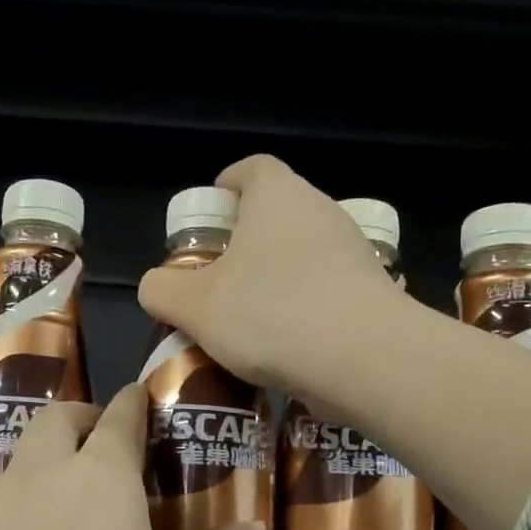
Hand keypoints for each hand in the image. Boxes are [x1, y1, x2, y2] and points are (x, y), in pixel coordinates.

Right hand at [136, 155, 403, 406]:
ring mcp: (353, 251)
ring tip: (247, 322)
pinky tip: (285, 348)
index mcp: (277, 196)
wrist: (365, 360)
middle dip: (245, 242)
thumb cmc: (269, 315)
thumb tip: (157, 286)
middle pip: (276, 214)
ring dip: (275, 279)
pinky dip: (304, 308)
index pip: (252, 169)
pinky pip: (326, 290)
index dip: (227, 186)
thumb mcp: (194, 307)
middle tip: (217, 280)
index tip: (211, 218)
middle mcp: (320, 211)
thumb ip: (162, 290)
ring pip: (302, 254)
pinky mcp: (373, 291)